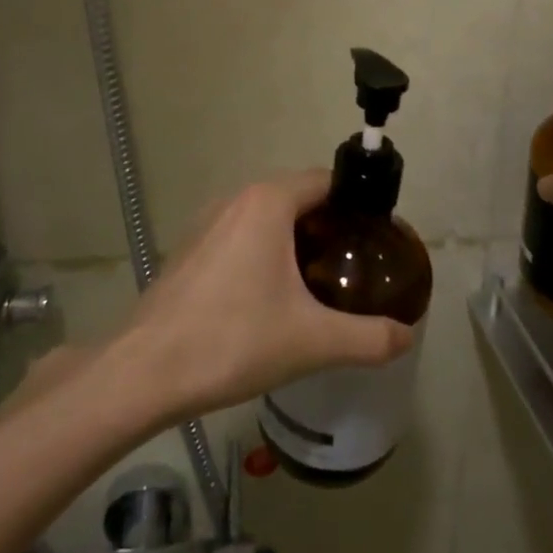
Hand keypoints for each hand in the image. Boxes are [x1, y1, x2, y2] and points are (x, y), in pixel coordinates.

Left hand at [113, 170, 415, 422]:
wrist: (145, 370)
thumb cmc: (233, 340)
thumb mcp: (312, 341)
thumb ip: (369, 337)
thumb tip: (407, 336)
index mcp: (267, 201)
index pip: (326, 181)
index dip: (357, 206)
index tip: (376, 239)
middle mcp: (236, 198)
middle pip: (297, 197)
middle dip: (329, 226)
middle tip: (355, 267)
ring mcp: (207, 222)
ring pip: (266, 217)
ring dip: (295, 240)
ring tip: (320, 283)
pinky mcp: (190, 248)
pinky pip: (240, 235)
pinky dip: (264, 252)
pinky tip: (271, 297)